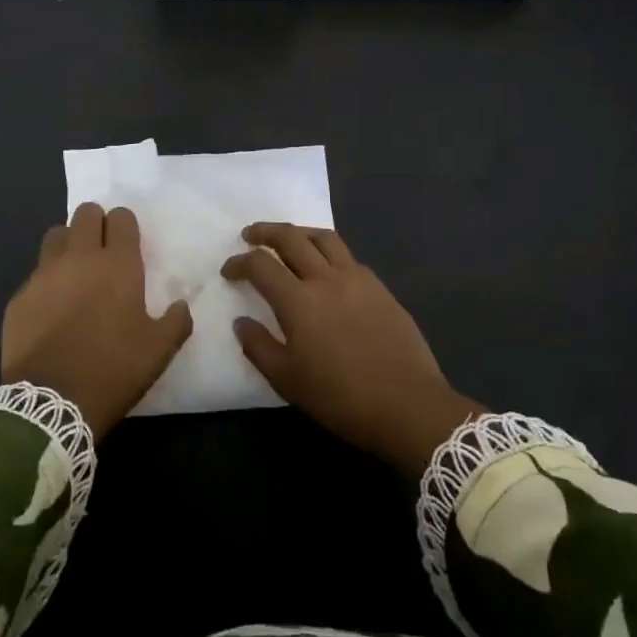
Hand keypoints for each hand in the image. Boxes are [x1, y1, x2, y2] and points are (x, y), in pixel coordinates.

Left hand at [3, 203, 192, 439]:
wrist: (50, 403)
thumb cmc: (112, 369)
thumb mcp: (158, 350)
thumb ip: (176, 321)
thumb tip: (181, 305)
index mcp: (117, 264)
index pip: (121, 218)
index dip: (125, 225)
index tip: (128, 243)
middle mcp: (79, 258)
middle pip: (85, 213)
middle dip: (96, 223)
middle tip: (102, 249)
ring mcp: (44, 275)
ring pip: (56, 235)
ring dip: (68, 243)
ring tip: (75, 269)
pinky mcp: (19, 297)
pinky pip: (35, 273)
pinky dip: (46, 281)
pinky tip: (51, 307)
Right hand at [224, 223, 482, 476]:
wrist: (407, 404)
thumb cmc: (340, 397)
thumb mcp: (287, 380)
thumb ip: (259, 347)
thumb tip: (241, 321)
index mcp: (298, 300)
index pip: (260, 265)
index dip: (239, 262)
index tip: (229, 270)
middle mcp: (326, 278)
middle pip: (291, 238)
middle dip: (265, 232)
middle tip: (250, 235)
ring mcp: (357, 278)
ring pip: (324, 238)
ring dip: (300, 232)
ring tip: (288, 239)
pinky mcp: (380, 287)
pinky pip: (348, 257)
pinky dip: (328, 252)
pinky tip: (326, 268)